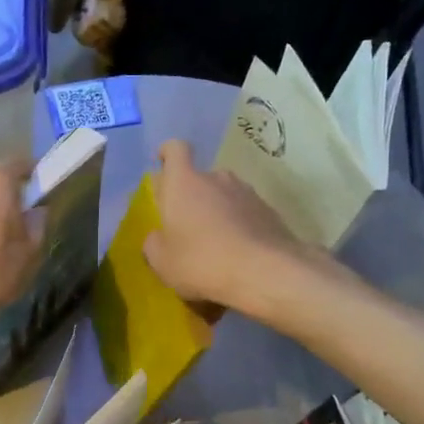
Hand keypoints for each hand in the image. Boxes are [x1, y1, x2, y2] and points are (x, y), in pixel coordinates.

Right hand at [142, 140, 326, 319]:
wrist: (264, 273)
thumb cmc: (201, 262)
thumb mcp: (162, 262)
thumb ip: (154, 244)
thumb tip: (158, 237)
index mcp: (184, 183)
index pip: (175, 150)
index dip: (167, 154)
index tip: (163, 164)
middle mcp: (216, 179)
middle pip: (200, 178)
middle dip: (192, 198)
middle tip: (187, 227)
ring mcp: (247, 193)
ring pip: (225, 196)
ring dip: (218, 213)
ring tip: (215, 245)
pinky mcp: (269, 212)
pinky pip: (246, 214)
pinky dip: (239, 227)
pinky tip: (238, 254)